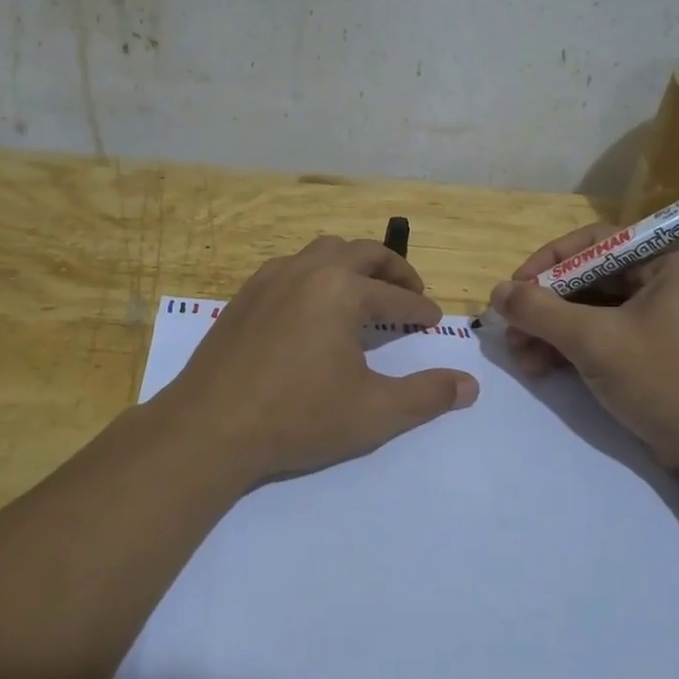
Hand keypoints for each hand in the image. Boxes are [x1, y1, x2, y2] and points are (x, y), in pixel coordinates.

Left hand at [157, 236, 479, 486]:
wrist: (210, 427)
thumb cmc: (297, 417)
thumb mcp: (373, 412)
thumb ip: (426, 396)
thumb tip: (469, 385)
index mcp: (342, 290)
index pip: (396, 295)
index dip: (420, 307)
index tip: (434, 319)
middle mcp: (307, 270)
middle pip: (362, 252)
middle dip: (392, 269)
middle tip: (410, 290)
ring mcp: (270, 278)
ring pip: (322, 251)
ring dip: (352, 264)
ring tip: (364, 290)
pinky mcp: (244, 295)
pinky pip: (290, 267)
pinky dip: (315, 274)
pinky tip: (313, 305)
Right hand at [490, 225, 678, 470]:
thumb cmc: (663, 380)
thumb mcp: (594, 341)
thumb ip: (540, 311)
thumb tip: (497, 292)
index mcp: (670, 261)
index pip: (596, 243)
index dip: (549, 262)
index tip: (515, 288)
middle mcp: (668, 281)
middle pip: (590, 280)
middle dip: (546, 307)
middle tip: (511, 330)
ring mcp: (661, 318)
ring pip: (592, 311)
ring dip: (551, 331)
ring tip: (520, 357)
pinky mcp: (653, 351)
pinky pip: (603, 336)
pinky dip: (570, 349)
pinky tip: (540, 368)